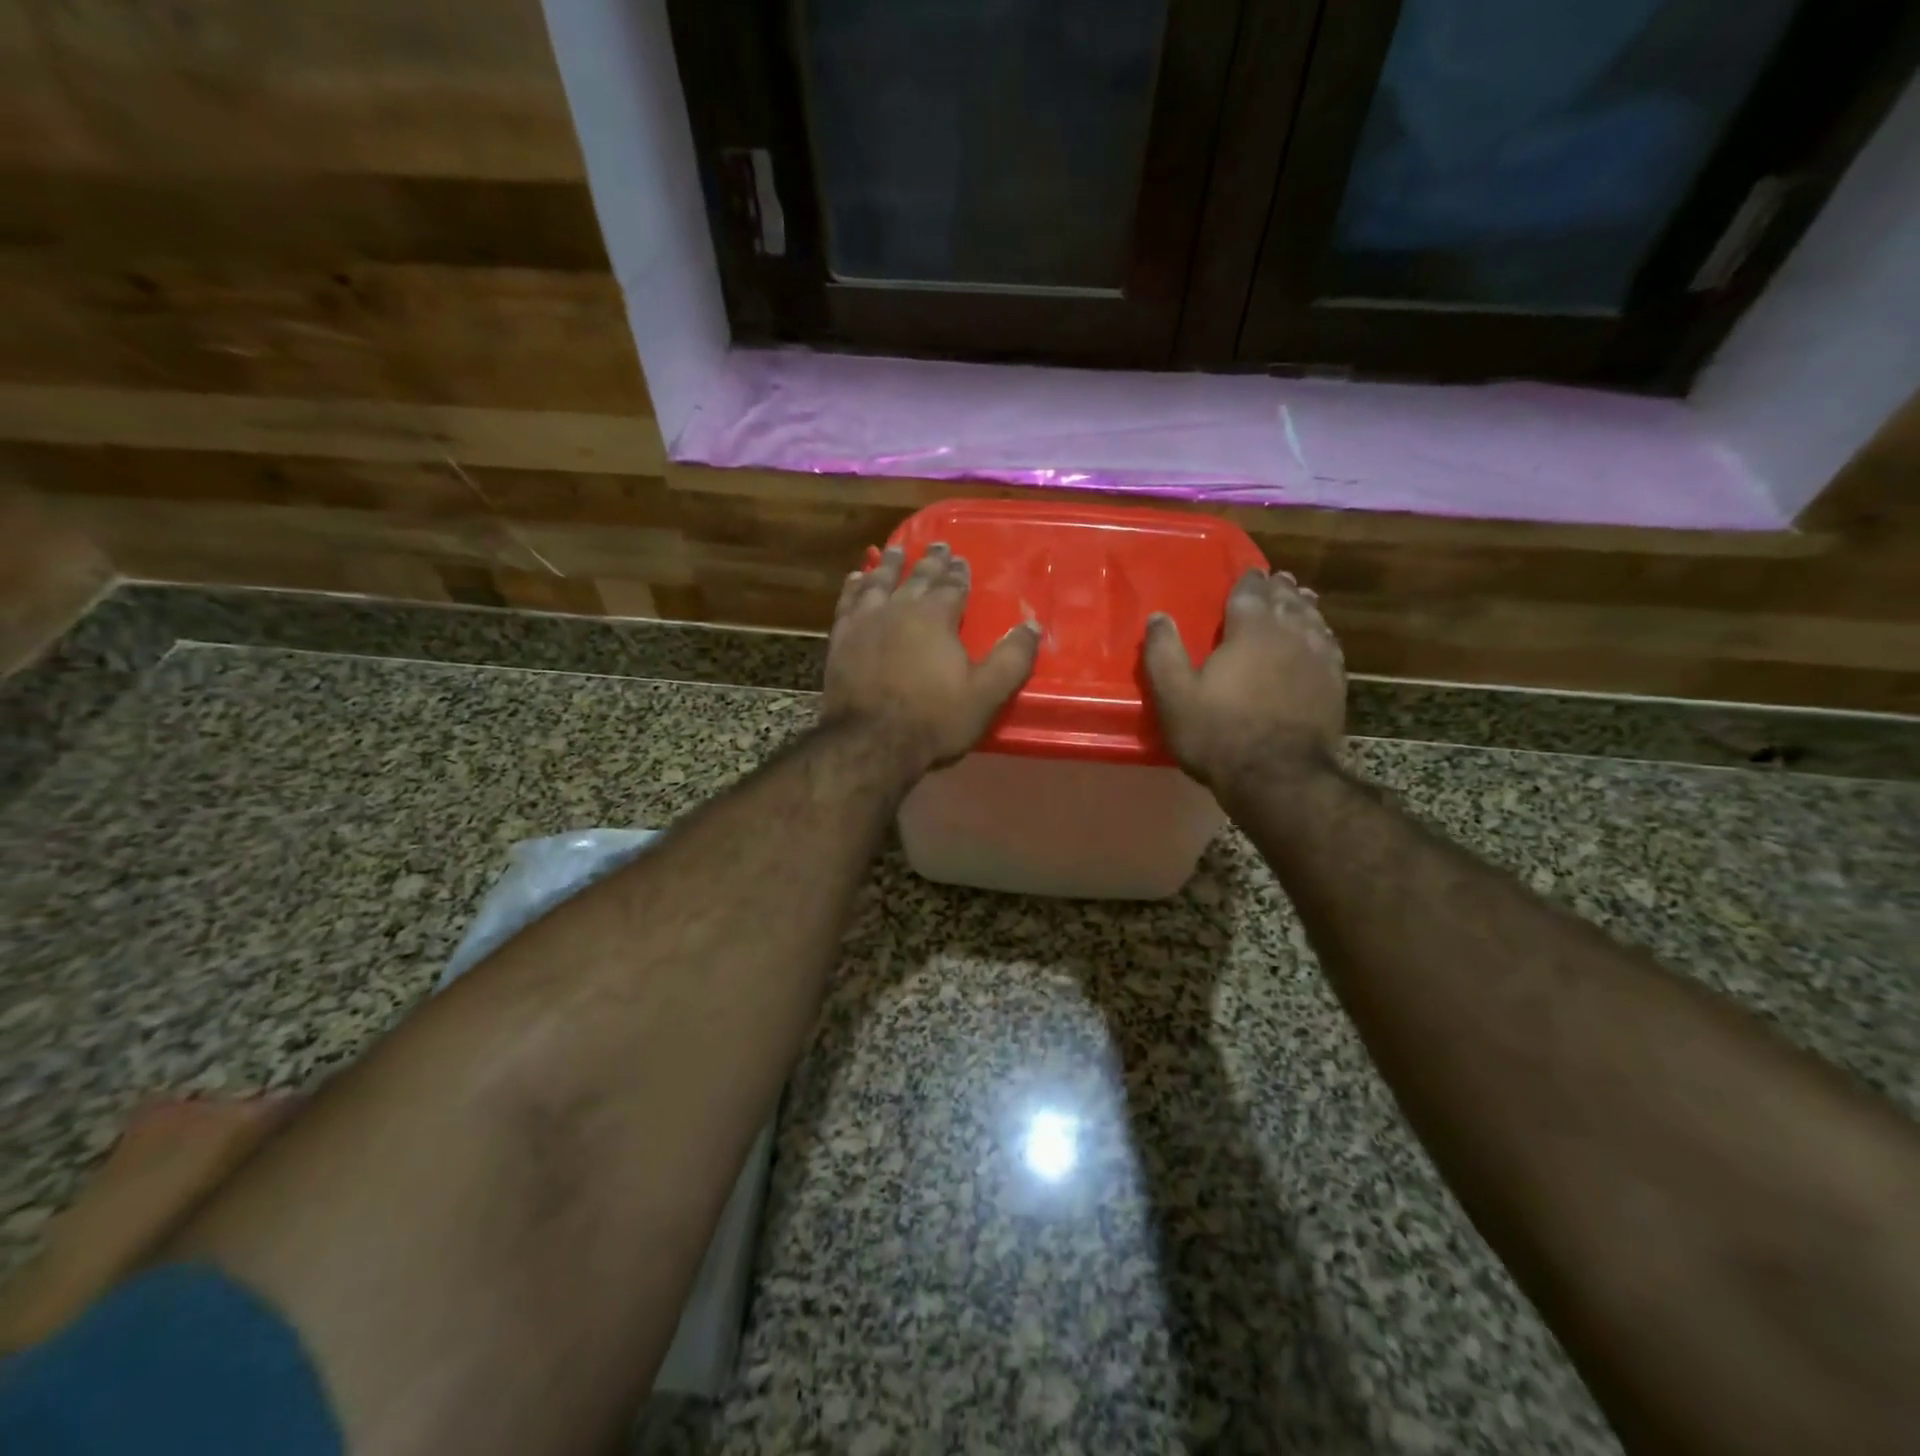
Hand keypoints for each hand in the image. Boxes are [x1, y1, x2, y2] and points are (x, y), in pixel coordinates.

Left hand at [821, 542, 1040, 780]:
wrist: (871, 742)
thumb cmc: (934, 719)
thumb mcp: (986, 694)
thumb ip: (1012, 658)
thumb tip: (1032, 625)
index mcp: (936, 617)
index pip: (952, 586)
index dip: (959, 573)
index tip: (961, 559)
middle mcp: (900, 608)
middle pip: (918, 576)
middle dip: (930, 560)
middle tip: (937, 544)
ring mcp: (866, 621)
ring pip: (879, 581)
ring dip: (890, 564)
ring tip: (896, 549)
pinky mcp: (842, 638)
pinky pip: (848, 601)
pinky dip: (854, 587)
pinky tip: (856, 579)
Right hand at [1143, 568, 1345, 792]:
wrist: (1277, 776)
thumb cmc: (1218, 733)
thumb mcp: (1175, 695)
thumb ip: (1163, 652)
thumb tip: (1158, 617)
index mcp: (1250, 630)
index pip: (1251, 593)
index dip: (1249, 581)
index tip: (1250, 572)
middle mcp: (1290, 634)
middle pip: (1287, 601)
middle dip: (1280, 589)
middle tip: (1278, 580)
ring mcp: (1318, 658)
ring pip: (1313, 620)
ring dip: (1304, 607)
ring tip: (1302, 599)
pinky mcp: (1334, 685)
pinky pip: (1331, 646)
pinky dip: (1323, 634)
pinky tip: (1322, 638)